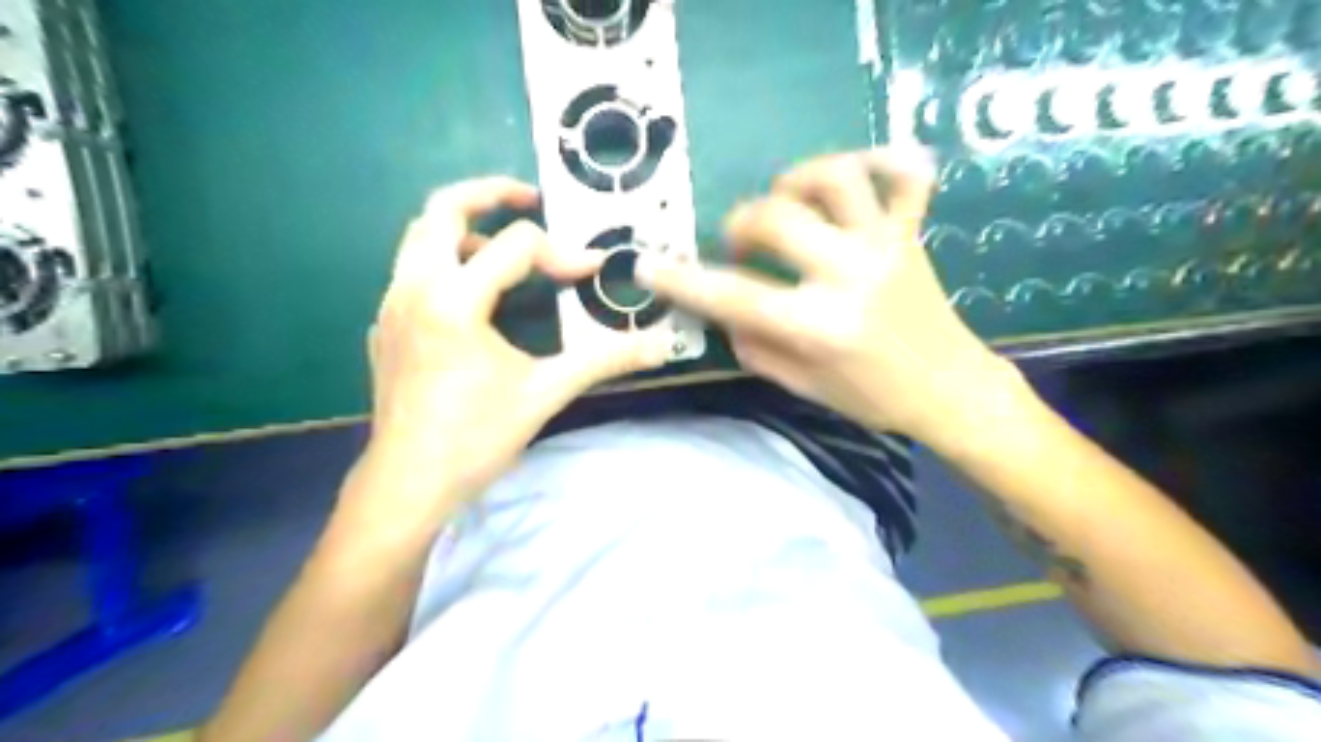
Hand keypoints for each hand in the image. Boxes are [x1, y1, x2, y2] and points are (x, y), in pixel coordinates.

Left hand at [345, 173, 670, 531]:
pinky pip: (412, 272)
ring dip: (466, 230)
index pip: (516, 245)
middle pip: (442, 210)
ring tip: (506, 252)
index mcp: (455, 299)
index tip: (590, 273)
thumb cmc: (476, 437)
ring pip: (420, 238)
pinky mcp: (385, 327)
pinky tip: (475, 300)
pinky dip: (446, 264)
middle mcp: (414, 287)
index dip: (562, 254)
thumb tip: (661, 346)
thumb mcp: (547, 392)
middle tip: (530, 199)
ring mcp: (391, 306)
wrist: (408, 484)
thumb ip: (605, 360)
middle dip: (489, 194)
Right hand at [633, 147, 1023, 442]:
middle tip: (738, 245)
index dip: (682, 281)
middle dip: (740, 224)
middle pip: (776, 217)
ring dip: (795, 179)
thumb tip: (723, 310)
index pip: (734, 295)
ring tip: (784, 201)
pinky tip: (854, 173)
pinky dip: (880, 160)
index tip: (647, 265)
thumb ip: (755, 345)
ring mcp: (886, 244)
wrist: (950, 389)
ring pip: (835, 177)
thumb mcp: (802, 386)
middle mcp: (851, 273)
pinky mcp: (911, 232)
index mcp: (819, 324)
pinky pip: (903, 175)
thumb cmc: (872, 398)